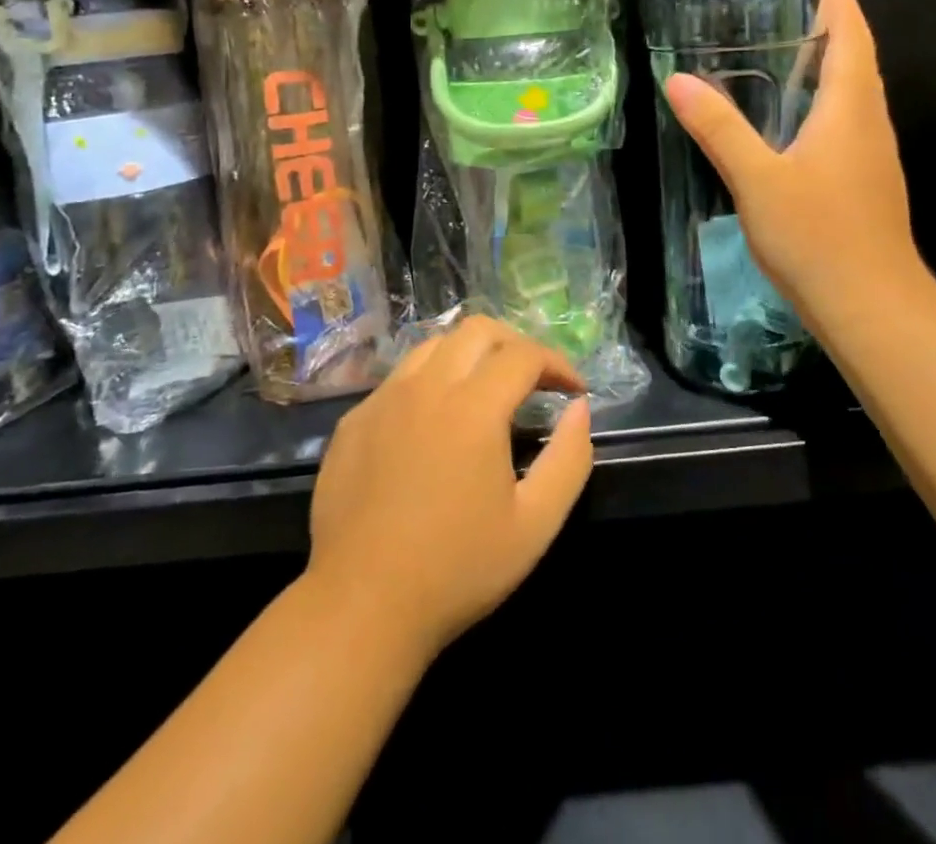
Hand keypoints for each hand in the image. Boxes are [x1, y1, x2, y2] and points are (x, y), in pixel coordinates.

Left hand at [306, 316, 592, 657]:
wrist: (360, 606)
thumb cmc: (457, 569)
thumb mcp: (535, 524)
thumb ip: (569, 459)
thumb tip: (580, 410)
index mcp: (474, 407)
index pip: (524, 354)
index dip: (557, 363)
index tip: (574, 391)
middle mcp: (426, 386)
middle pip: (478, 330)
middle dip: (516, 344)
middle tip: (534, 379)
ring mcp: (384, 399)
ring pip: (434, 345)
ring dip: (470, 355)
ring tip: (486, 390)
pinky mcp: (355, 420)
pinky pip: (400, 378)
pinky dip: (430, 381)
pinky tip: (435, 422)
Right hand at [663, 0, 928, 334]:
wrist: (871, 307)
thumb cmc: (817, 235)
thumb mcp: (756, 179)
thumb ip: (718, 129)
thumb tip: (678, 80)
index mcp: (850, 108)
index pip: (853, 36)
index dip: (839, 3)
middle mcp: (870, 124)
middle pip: (858, 61)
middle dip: (830, 30)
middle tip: (782, 14)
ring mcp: (873, 157)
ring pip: (855, 96)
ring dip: (828, 69)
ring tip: (783, 59)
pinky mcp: (867, 184)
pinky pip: (849, 126)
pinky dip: (825, 106)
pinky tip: (793, 126)